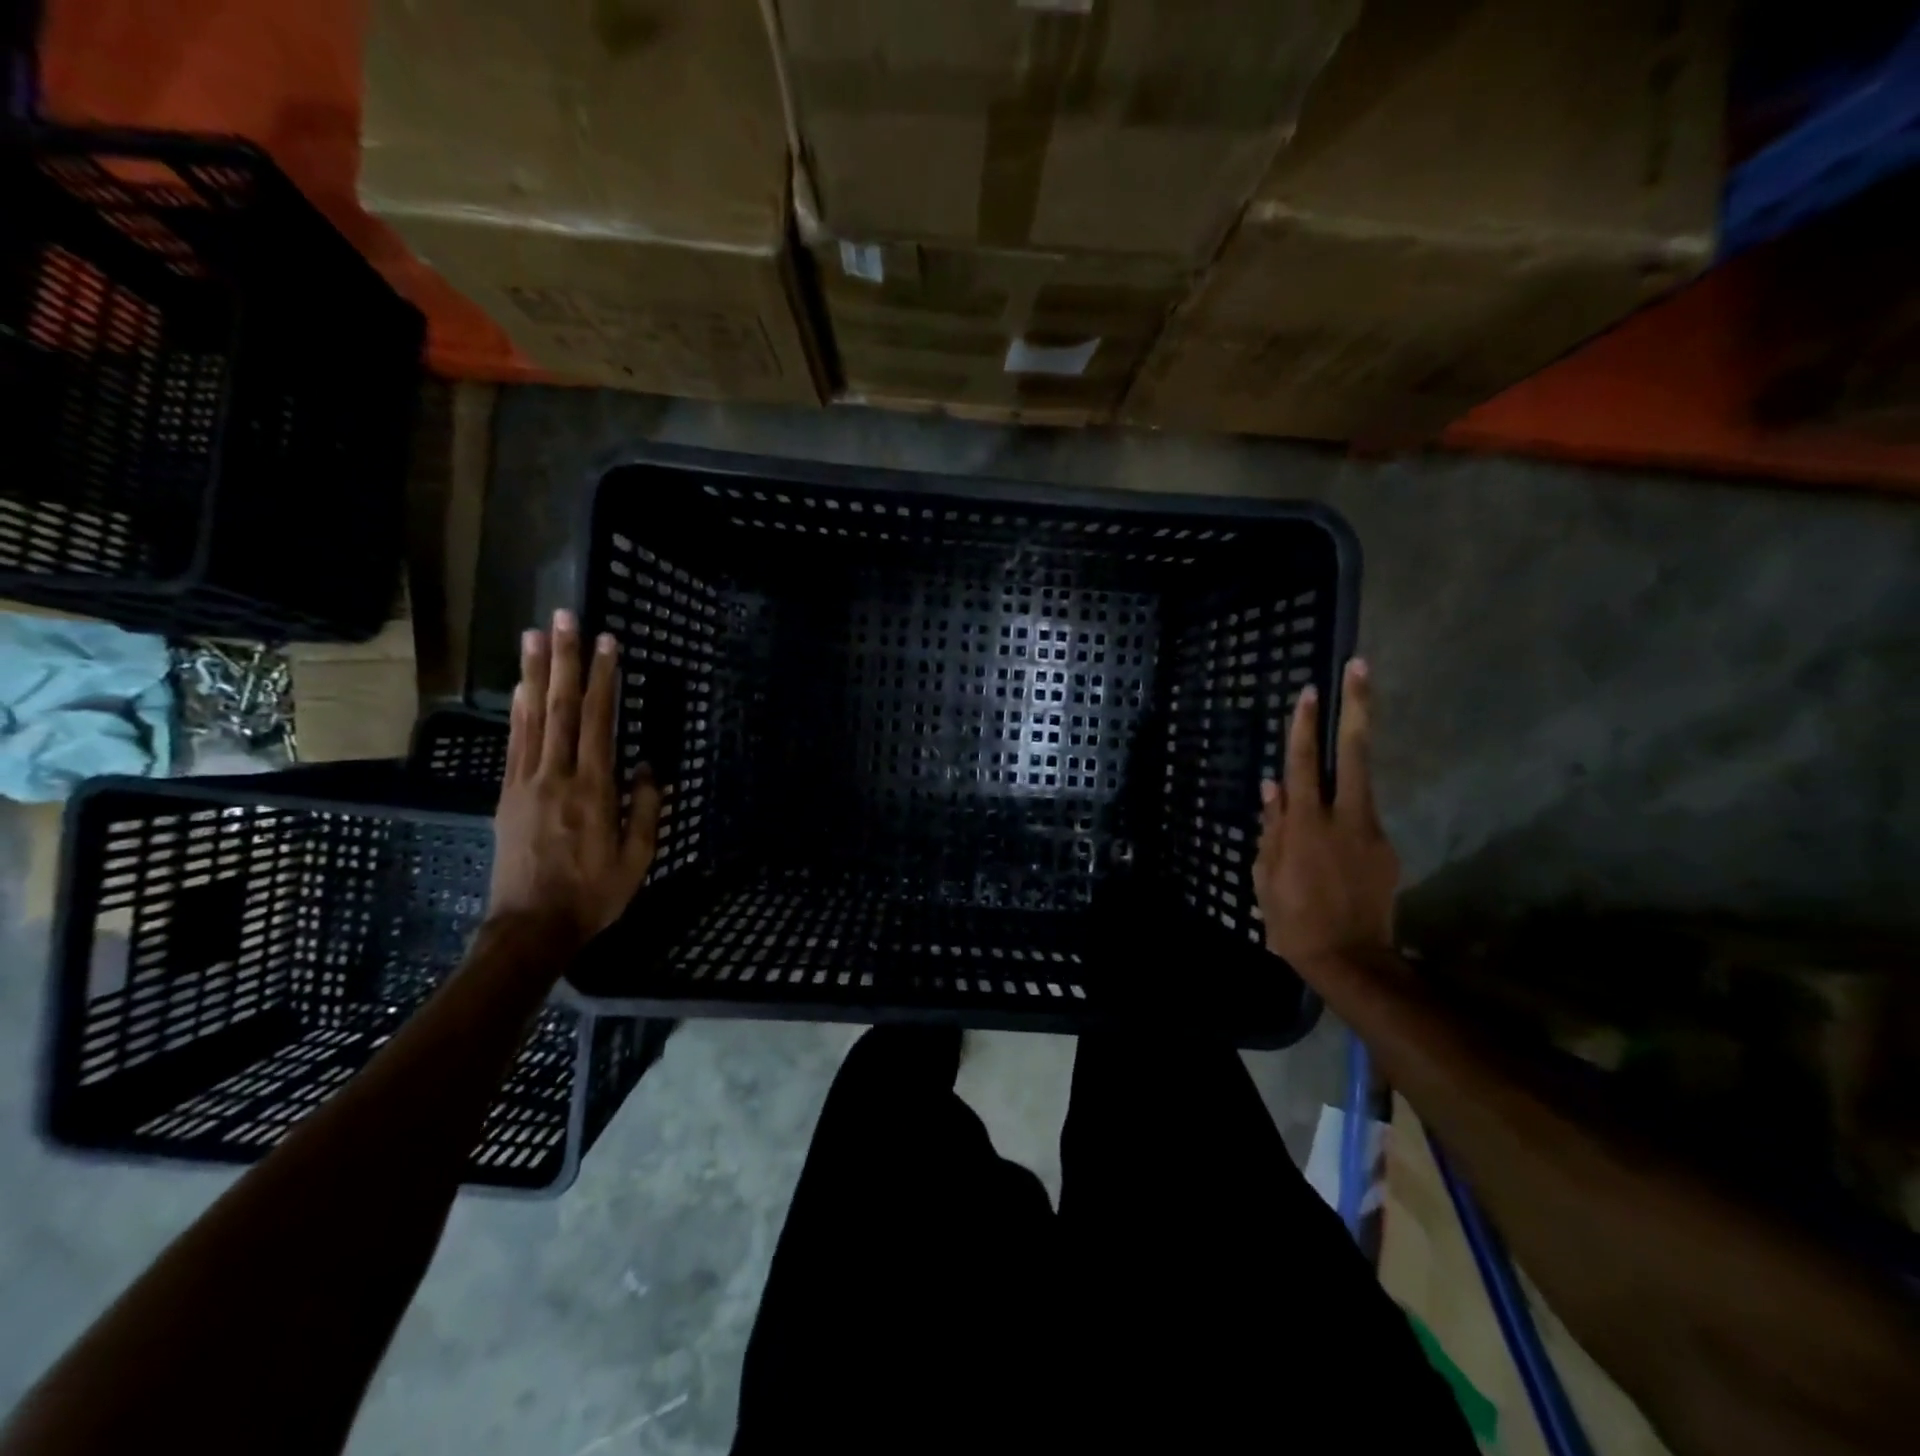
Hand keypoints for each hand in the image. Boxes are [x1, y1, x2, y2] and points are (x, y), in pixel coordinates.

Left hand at [487, 609, 662, 950]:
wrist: (530, 927)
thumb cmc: (593, 894)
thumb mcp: (638, 858)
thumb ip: (646, 809)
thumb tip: (647, 767)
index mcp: (593, 790)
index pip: (599, 722)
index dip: (604, 679)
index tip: (609, 643)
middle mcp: (556, 776)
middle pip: (561, 707)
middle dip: (565, 660)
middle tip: (564, 619)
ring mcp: (526, 783)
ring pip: (532, 717)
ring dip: (535, 673)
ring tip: (534, 636)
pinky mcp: (507, 795)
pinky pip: (515, 742)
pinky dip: (519, 709)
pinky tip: (522, 688)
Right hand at [1254, 658, 1398, 975]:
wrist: (1350, 960)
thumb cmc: (1292, 919)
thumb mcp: (1265, 875)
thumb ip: (1271, 828)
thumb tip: (1272, 788)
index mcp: (1306, 825)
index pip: (1303, 764)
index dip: (1305, 727)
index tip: (1310, 691)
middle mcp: (1343, 819)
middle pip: (1353, 753)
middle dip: (1356, 708)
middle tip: (1359, 667)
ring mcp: (1371, 832)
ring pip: (1362, 781)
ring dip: (1356, 749)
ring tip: (1352, 720)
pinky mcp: (1387, 850)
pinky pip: (1362, 819)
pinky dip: (1346, 812)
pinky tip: (1334, 834)